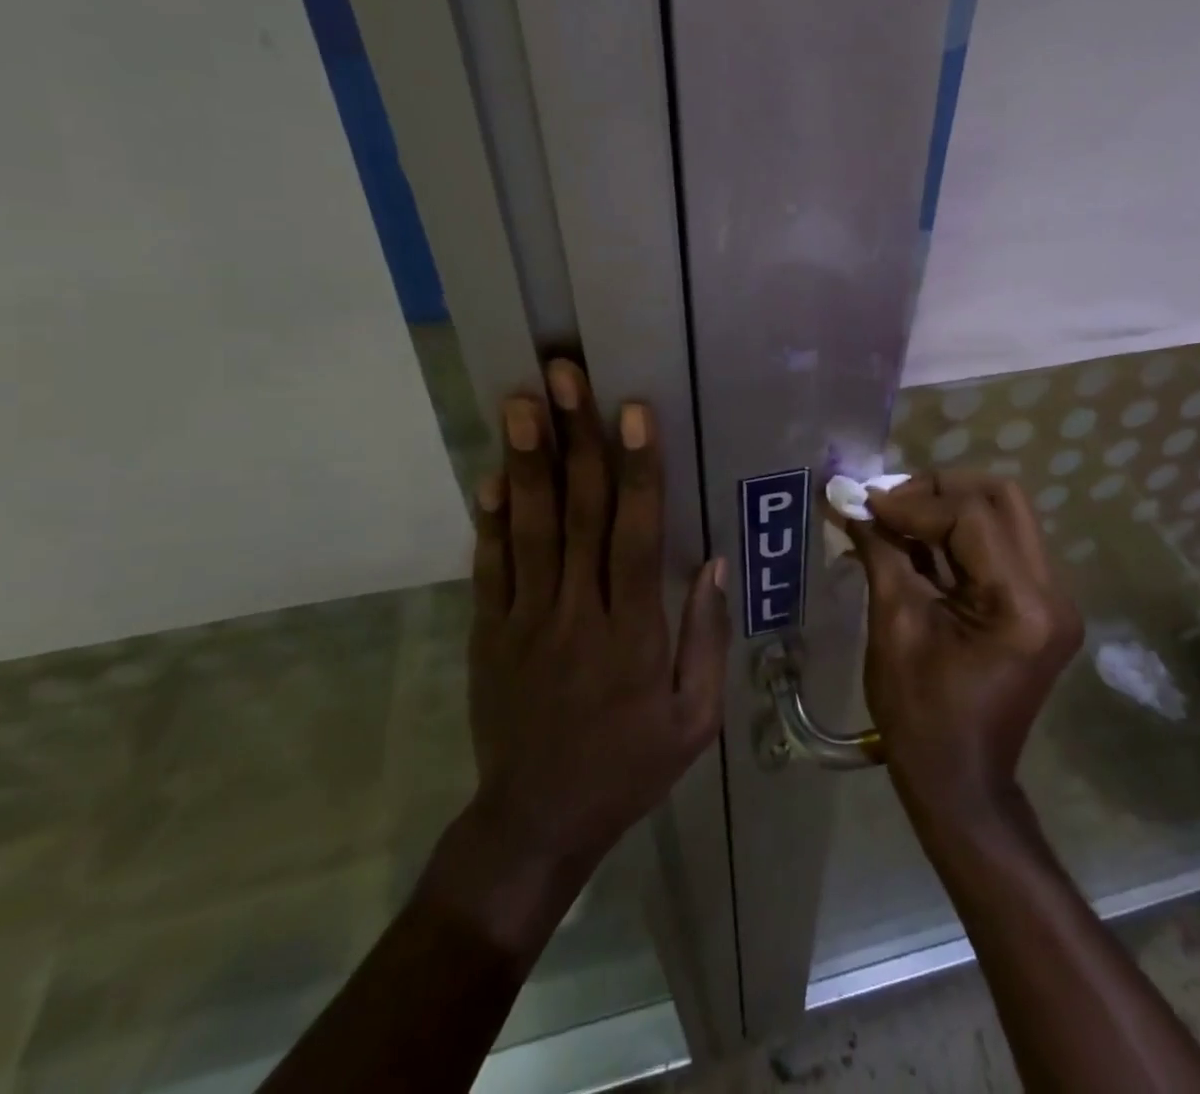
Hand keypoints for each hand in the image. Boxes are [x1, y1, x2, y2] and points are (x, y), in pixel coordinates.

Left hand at [461, 361, 727, 879]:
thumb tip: (711, 562)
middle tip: (564, 376)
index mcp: (633, 633)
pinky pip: (488, 568)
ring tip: (520, 402)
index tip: (633, 412)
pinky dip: (489, 519)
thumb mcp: (693, 719)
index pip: (636, 535)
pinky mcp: (488, 634)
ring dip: (526, 461)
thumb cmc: (629, 767)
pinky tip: (491, 473)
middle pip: (577, 514)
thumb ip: (704, 638)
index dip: (637, 470)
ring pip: (529, 529)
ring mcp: (524, 620)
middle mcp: (577, 614)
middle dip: (575, 439)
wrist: (537, 823)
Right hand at [843, 471, 1080, 819]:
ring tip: (895, 517)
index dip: (913, 501)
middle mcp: (1052, 592)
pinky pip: (999, 544)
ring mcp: (1052, 598)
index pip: (970, 517)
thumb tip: (850, 501)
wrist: (960, 782)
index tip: (865, 502)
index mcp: (1022, 605)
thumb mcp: (894, 627)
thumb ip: (880, 552)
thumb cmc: (920, 715)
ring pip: (1004, 515)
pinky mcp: (1039, 605)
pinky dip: (956, 534)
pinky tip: (915, 540)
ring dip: (947, 508)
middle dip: (939, 490)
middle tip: (890, 502)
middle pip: (1002, 499)